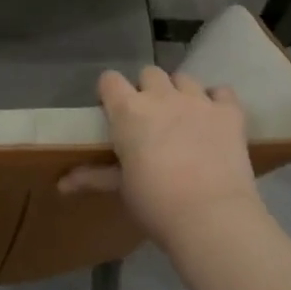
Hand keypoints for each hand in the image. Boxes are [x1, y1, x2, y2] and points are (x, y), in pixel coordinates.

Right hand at [61, 66, 260, 245]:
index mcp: (128, 111)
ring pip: (184, 78)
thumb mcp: (122, 188)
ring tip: (183, 117)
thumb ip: (94, 177)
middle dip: (147, 90)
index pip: (109, 80)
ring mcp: (199, 100)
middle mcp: (162, 96)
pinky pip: (222, 91)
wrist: (211, 216)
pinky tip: (215, 118)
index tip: (112, 111)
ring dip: (180, 92)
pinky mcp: (230, 112)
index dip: (110, 93)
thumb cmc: (156, 204)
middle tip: (150, 119)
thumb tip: (60, 184)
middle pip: (149, 74)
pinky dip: (217, 100)